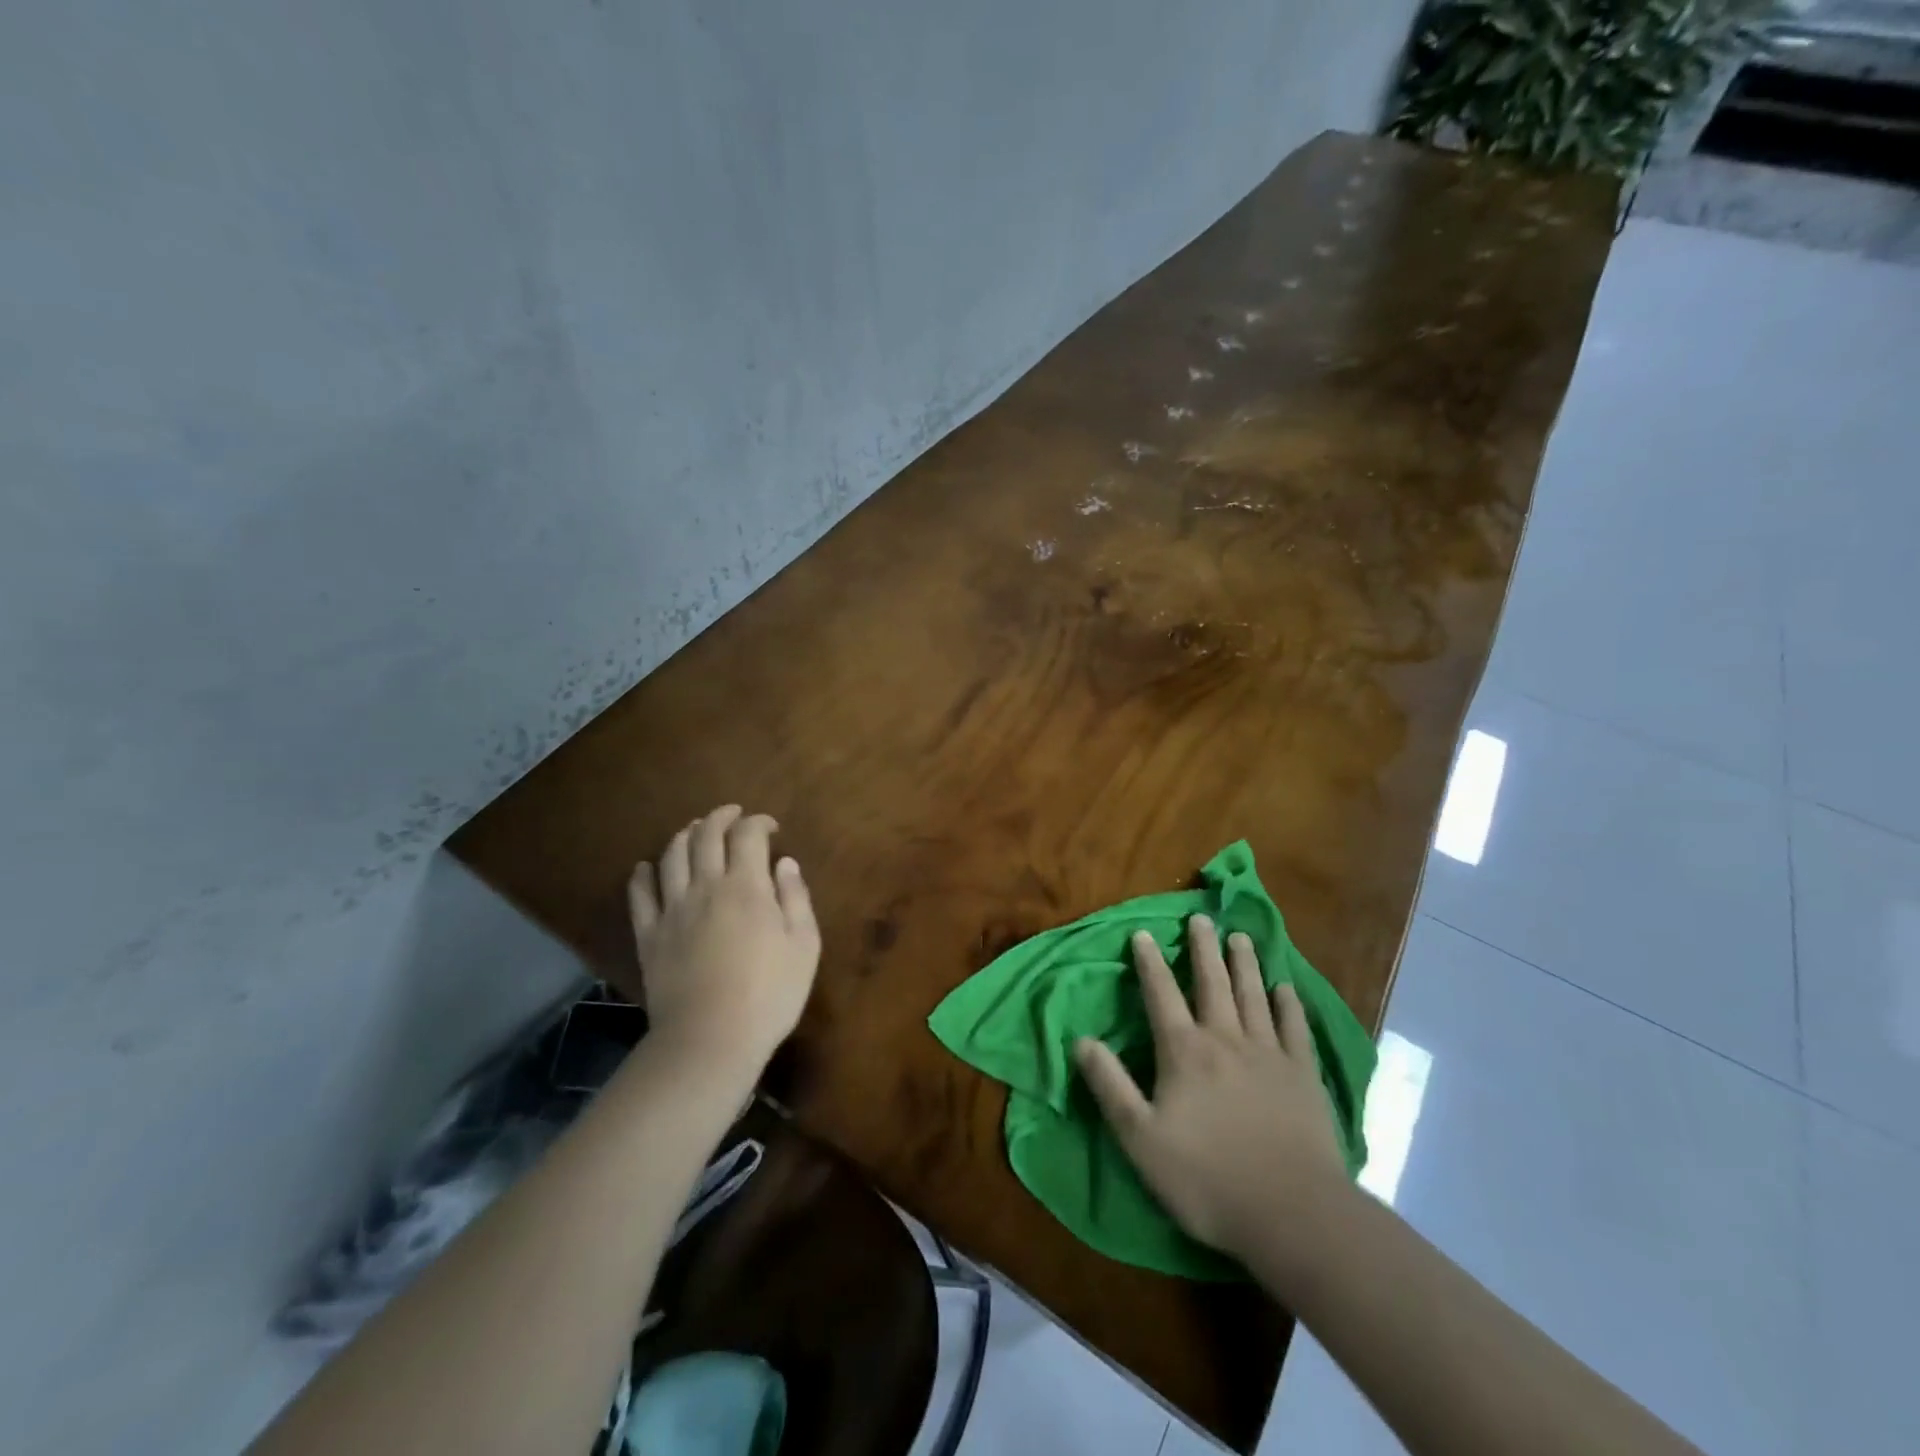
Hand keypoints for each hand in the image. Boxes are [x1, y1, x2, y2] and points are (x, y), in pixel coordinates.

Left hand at [627, 805, 820, 1077]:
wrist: (711, 1040)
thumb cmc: (770, 994)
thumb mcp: (804, 946)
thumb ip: (796, 898)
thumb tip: (784, 863)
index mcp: (747, 886)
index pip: (747, 835)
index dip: (758, 822)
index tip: (770, 827)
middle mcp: (706, 886)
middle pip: (706, 835)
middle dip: (720, 817)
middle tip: (733, 815)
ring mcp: (672, 910)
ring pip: (671, 856)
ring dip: (684, 835)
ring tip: (695, 831)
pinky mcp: (649, 935)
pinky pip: (639, 894)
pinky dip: (642, 874)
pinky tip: (647, 868)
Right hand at [1075, 916, 1346, 1261]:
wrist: (1292, 1213)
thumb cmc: (1207, 1178)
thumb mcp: (1140, 1138)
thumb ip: (1110, 1085)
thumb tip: (1080, 1040)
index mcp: (1184, 1052)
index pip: (1161, 995)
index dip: (1150, 963)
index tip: (1143, 933)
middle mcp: (1226, 1040)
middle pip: (1212, 983)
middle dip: (1203, 949)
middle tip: (1201, 917)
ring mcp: (1270, 1055)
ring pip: (1253, 996)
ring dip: (1245, 964)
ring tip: (1240, 937)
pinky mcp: (1304, 1076)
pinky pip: (1295, 1029)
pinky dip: (1289, 1005)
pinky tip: (1285, 989)